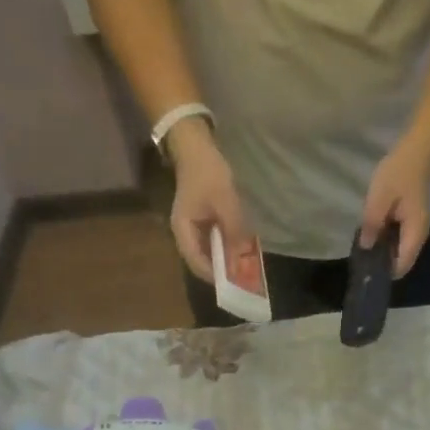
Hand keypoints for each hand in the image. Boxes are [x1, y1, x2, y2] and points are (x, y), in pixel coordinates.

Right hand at [168, 121, 255, 282]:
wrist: (196, 147)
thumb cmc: (207, 172)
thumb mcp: (224, 201)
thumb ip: (234, 229)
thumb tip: (243, 257)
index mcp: (183, 231)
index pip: (197, 263)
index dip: (216, 275)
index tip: (235, 283)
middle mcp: (185, 234)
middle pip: (203, 261)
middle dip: (223, 270)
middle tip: (244, 278)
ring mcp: (193, 229)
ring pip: (209, 253)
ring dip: (226, 259)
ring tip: (245, 266)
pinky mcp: (201, 222)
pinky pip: (214, 241)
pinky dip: (227, 247)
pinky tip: (241, 248)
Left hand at [360, 138, 429, 277]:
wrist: (420, 149)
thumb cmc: (400, 172)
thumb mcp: (380, 198)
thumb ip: (371, 224)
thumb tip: (365, 247)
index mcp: (414, 233)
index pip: (402, 266)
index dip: (384, 272)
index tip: (366, 270)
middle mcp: (419, 235)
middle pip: (402, 260)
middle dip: (383, 263)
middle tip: (361, 259)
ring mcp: (418, 227)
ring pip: (401, 249)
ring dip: (384, 250)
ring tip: (364, 246)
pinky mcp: (414, 219)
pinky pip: (401, 238)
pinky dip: (388, 239)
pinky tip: (374, 232)